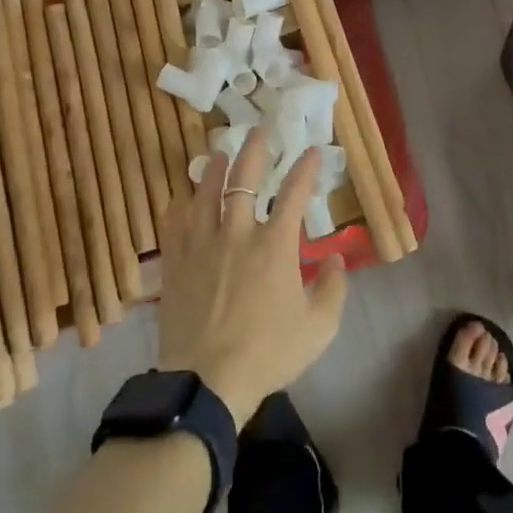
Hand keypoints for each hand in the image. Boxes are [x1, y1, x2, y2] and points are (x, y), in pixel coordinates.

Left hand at [155, 127, 348, 427]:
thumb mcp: (318, 328)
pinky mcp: (176, 262)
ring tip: (220, 153)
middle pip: (244, 180)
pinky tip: (183, 195)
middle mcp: (237, 234)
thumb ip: (334, 289)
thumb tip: (336, 258)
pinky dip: (180, 203)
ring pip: (206, 193)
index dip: (304, 168)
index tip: (311, 150)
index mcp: (274, 246)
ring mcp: (202, 245)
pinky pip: (175, 222)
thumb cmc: (267, 353)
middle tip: (259, 130)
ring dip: (215, 169)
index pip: (293, 194)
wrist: (207, 382)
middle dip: (255, 151)